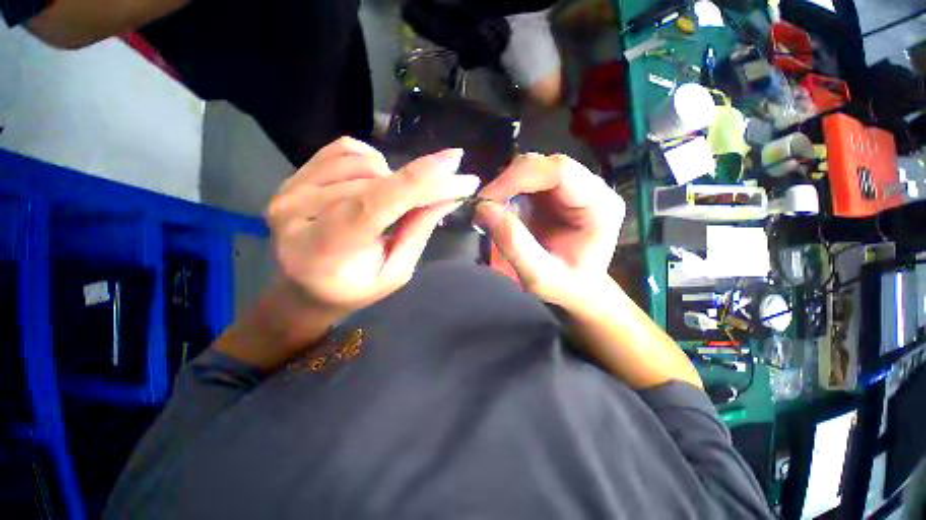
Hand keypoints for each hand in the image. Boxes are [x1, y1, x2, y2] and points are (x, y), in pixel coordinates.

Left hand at [267, 137, 479, 324]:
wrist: (304, 287)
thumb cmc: (353, 288)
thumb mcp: (394, 272)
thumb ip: (417, 232)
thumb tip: (449, 196)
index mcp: (322, 252)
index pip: (372, 206)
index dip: (416, 181)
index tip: (454, 162)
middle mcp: (296, 214)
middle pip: (374, 182)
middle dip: (422, 181)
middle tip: (451, 186)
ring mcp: (290, 189)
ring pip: (363, 162)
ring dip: (393, 177)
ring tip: (396, 203)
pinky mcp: (294, 175)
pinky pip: (345, 149)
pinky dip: (373, 161)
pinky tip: (376, 183)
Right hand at [476, 153, 624, 305]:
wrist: (577, 289)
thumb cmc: (565, 286)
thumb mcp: (539, 276)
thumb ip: (514, 244)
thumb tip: (483, 209)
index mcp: (600, 206)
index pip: (560, 171)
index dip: (518, 178)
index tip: (486, 200)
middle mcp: (591, 188)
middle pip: (544, 165)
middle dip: (507, 182)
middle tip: (482, 207)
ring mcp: (573, 187)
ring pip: (532, 168)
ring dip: (505, 186)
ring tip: (489, 211)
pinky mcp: (556, 191)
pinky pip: (527, 179)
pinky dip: (507, 191)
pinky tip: (500, 209)